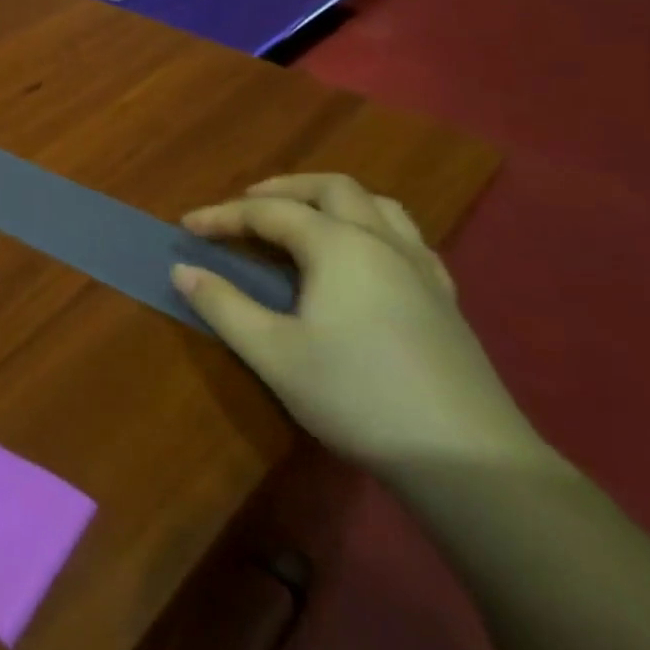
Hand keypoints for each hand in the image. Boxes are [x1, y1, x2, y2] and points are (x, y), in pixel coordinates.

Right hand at [172, 174, 542, 477]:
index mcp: (338, 245)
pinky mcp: (445, 298)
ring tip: (304, 218)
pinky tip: (363, 257)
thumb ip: (223, 306)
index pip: (269, 212)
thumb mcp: (274, 354)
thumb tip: (182, 270)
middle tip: (246, 207)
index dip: (223, 215)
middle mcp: (381, 241)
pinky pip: (405, 237)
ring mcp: (421, 267)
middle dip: (283, 189)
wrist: (468, 460)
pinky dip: (371, 227)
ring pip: (376, 204)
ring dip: (332, 200)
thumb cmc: (358, 397)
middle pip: (330, 189)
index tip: (186, 227)